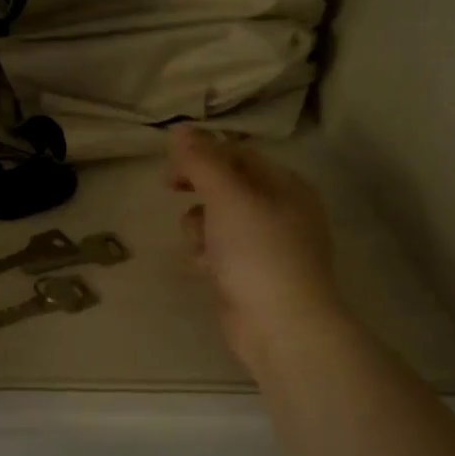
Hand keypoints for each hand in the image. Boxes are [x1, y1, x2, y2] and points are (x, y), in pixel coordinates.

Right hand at [167, 126, 342, 379]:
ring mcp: (266, 245)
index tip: (171, 164)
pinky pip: (219, 250)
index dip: (202, 153)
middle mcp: (280, 210)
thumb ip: (201, 161)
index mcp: (285, 185)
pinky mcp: (250, 274)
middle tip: (169, 188)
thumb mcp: (227, 196)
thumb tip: (180, 129)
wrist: (279, 326)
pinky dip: (207, 254)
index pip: (238, 154)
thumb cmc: (257, 252)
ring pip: (217, 218)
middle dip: (198, 189)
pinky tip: (205, 268)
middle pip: (226, 185)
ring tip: (200, 243)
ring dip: (199, 225)